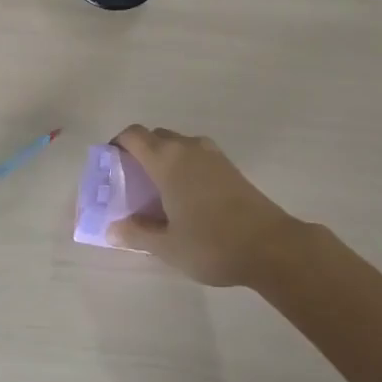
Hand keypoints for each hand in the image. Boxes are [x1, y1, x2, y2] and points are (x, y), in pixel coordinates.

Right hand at [108, 126, 299, 287]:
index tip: (110, 164)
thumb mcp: (167, 246)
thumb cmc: (211, 243)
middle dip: (140, 152)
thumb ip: (137, 233)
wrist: (271, 246)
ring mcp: (212, 155)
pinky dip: (184, 166)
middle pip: (155, 137)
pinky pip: (196, 155)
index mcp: (166, 160)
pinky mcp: (229, 167)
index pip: (133, 135)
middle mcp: (187, 147)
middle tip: (132, 182)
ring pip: (178, 145)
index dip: (117, 144)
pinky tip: (186, 197)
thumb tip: (112, 228)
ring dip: (164, 158)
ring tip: (159, 191)